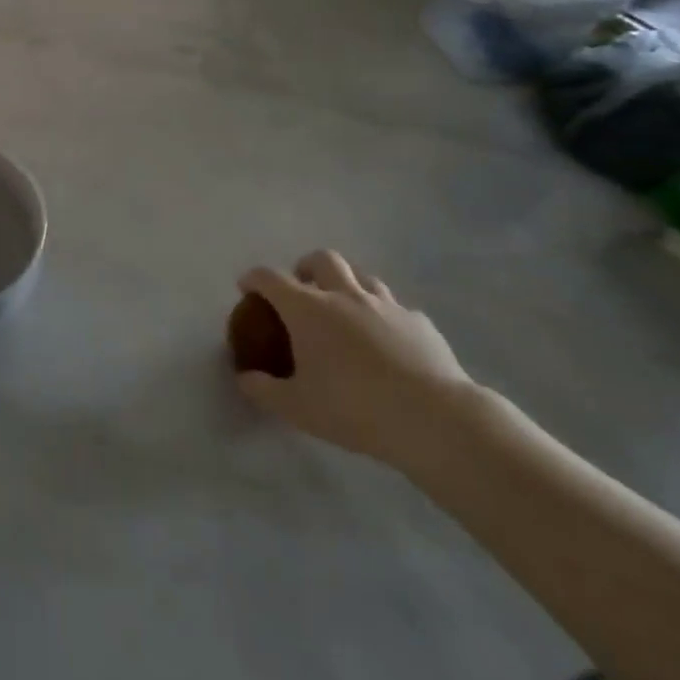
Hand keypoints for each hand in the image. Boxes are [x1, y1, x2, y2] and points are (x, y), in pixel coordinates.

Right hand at [235, 252, 478, 470]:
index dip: (254, 278)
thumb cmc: (354, 409)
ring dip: (347, 285)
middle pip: (323, 259)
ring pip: (363, 277)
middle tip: (303, 287)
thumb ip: (264, 390)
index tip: (247, 287)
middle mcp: (345, 295)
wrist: (435, 420)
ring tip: (345, 310)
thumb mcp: (297, 408)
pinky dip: (384, 316)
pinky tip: (388, 341)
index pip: (270, 278)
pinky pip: (396, 308)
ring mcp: (386, 305)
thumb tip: (245, 379)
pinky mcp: (420, 323)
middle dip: (306, 266)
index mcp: (308, 309)